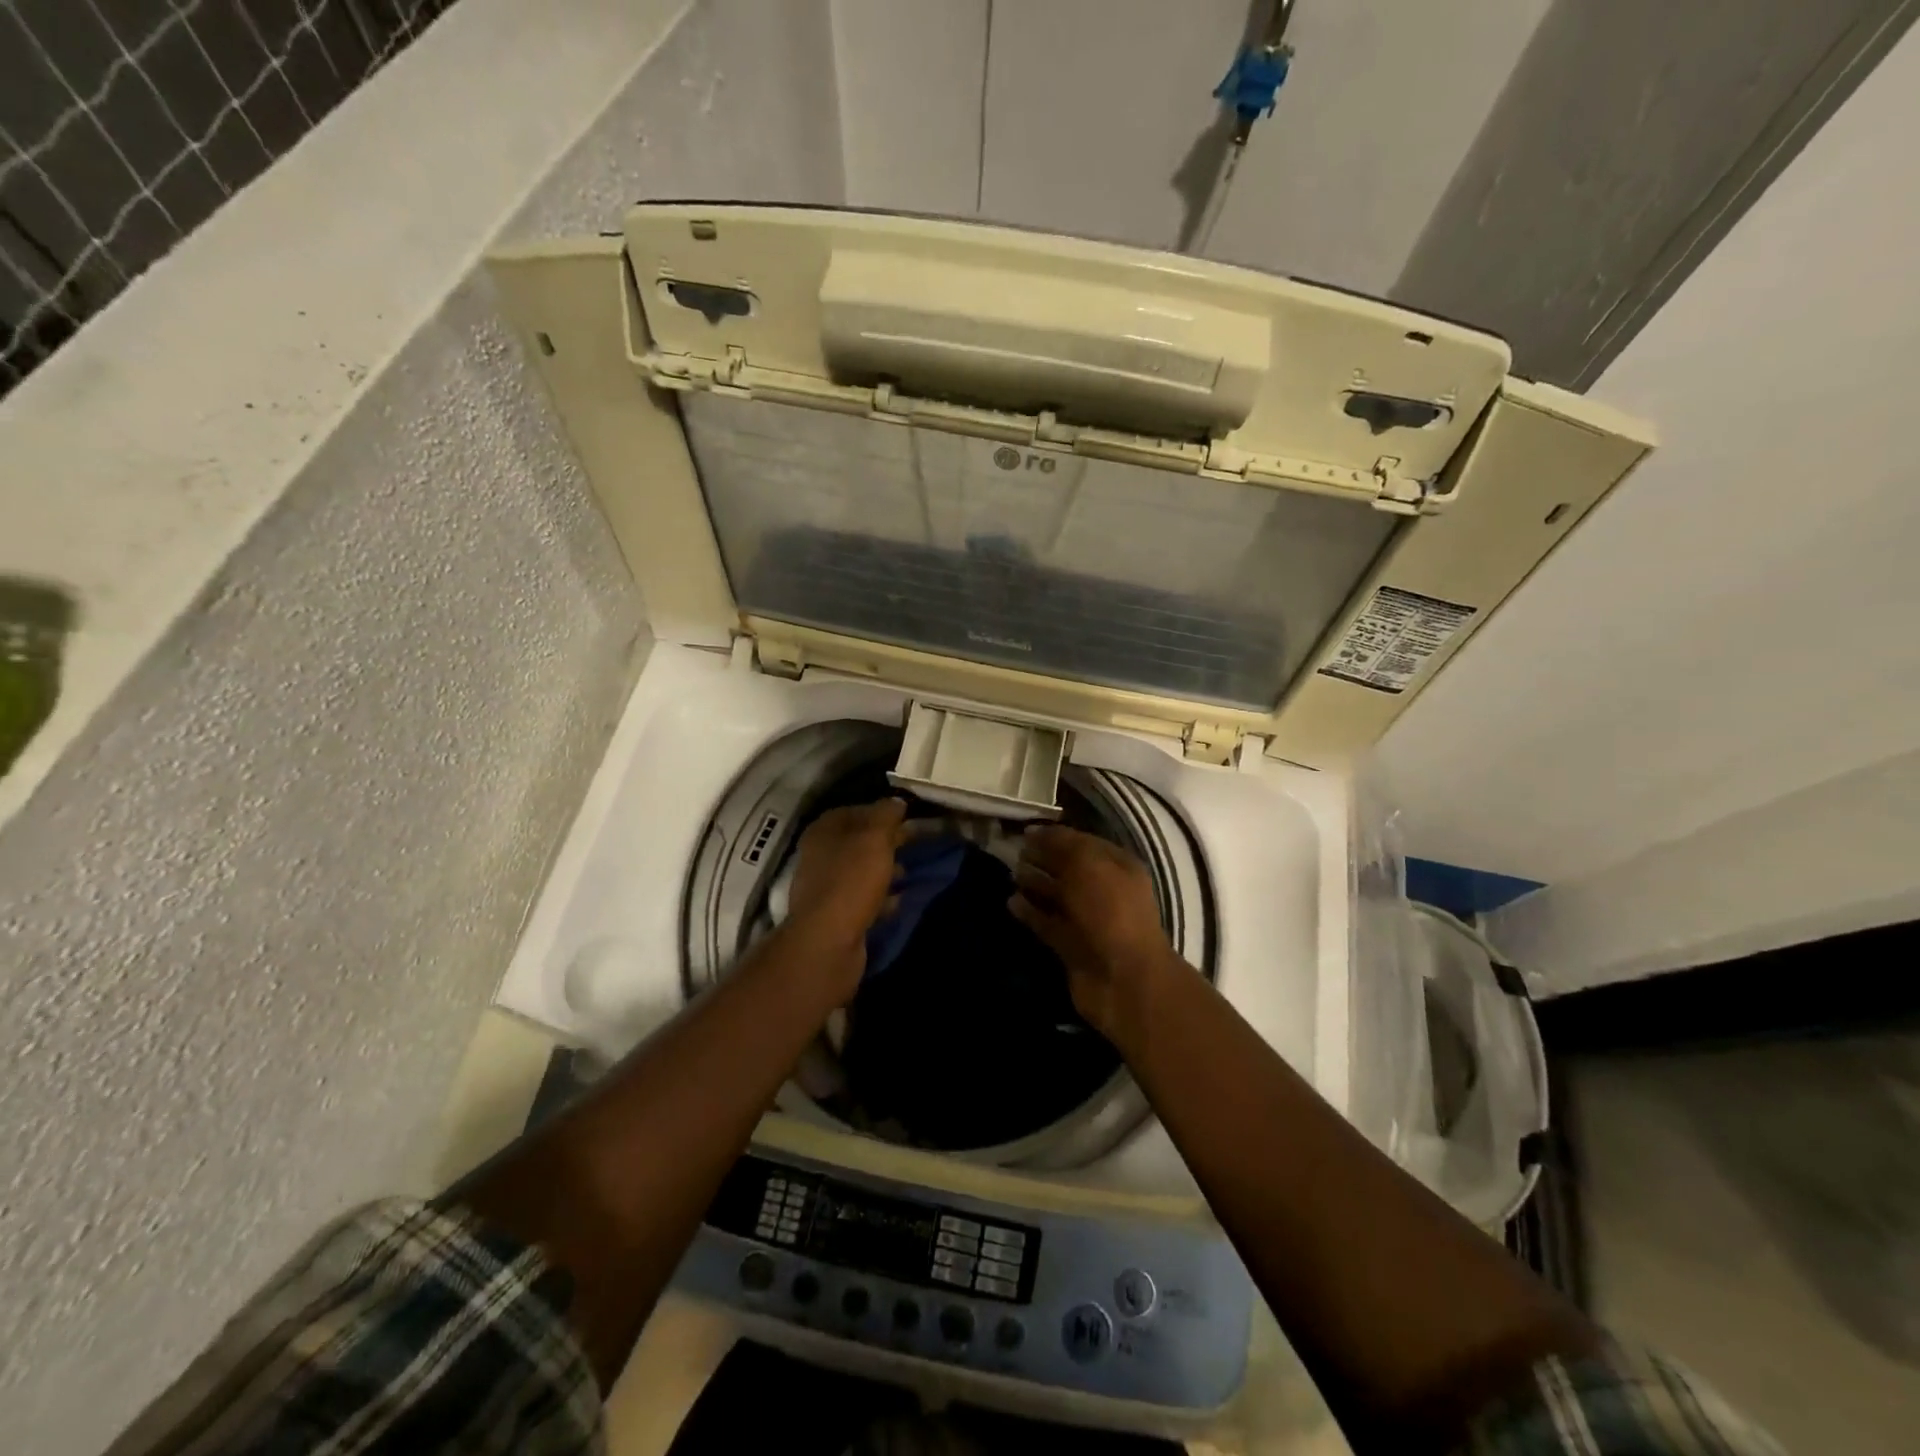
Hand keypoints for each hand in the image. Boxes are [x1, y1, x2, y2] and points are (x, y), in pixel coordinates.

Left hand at [784, 799, 909, 997]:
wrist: (828, 943)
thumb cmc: (851, 881)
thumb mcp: (875, 838)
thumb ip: (886, 815)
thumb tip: (896, 801)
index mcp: (824, 830)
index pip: (856, 810)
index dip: (883, 812)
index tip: (909, 817)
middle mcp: (820, 854)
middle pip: (859, 841)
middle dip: (888, 842)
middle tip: (916, 844)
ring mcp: (825, 887)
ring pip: (861, 870)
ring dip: (885, 870)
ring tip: (910, 873)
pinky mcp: (835, 915)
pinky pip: (862, 898)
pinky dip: (880, 897)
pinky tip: (899, 901)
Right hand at [1010, 825, 1183, 1046]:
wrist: (1123, 979)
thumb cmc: (1110, 911)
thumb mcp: (1088, 864)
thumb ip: (1062, 845)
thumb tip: (1034, 833)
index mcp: (1118, 866)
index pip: (1083, 842)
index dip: (1055, 836)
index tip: (1024, 831)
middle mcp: (1105, 890)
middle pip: (1069, 868)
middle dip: (1042, 859)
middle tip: (1012, 851)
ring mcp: (1088, 920)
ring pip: (1057, 896)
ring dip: (1034, 884)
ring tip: (1009, 874)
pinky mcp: (1072, 946)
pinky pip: (1048, 923)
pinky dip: (1030, 913)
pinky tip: (1010, 902)